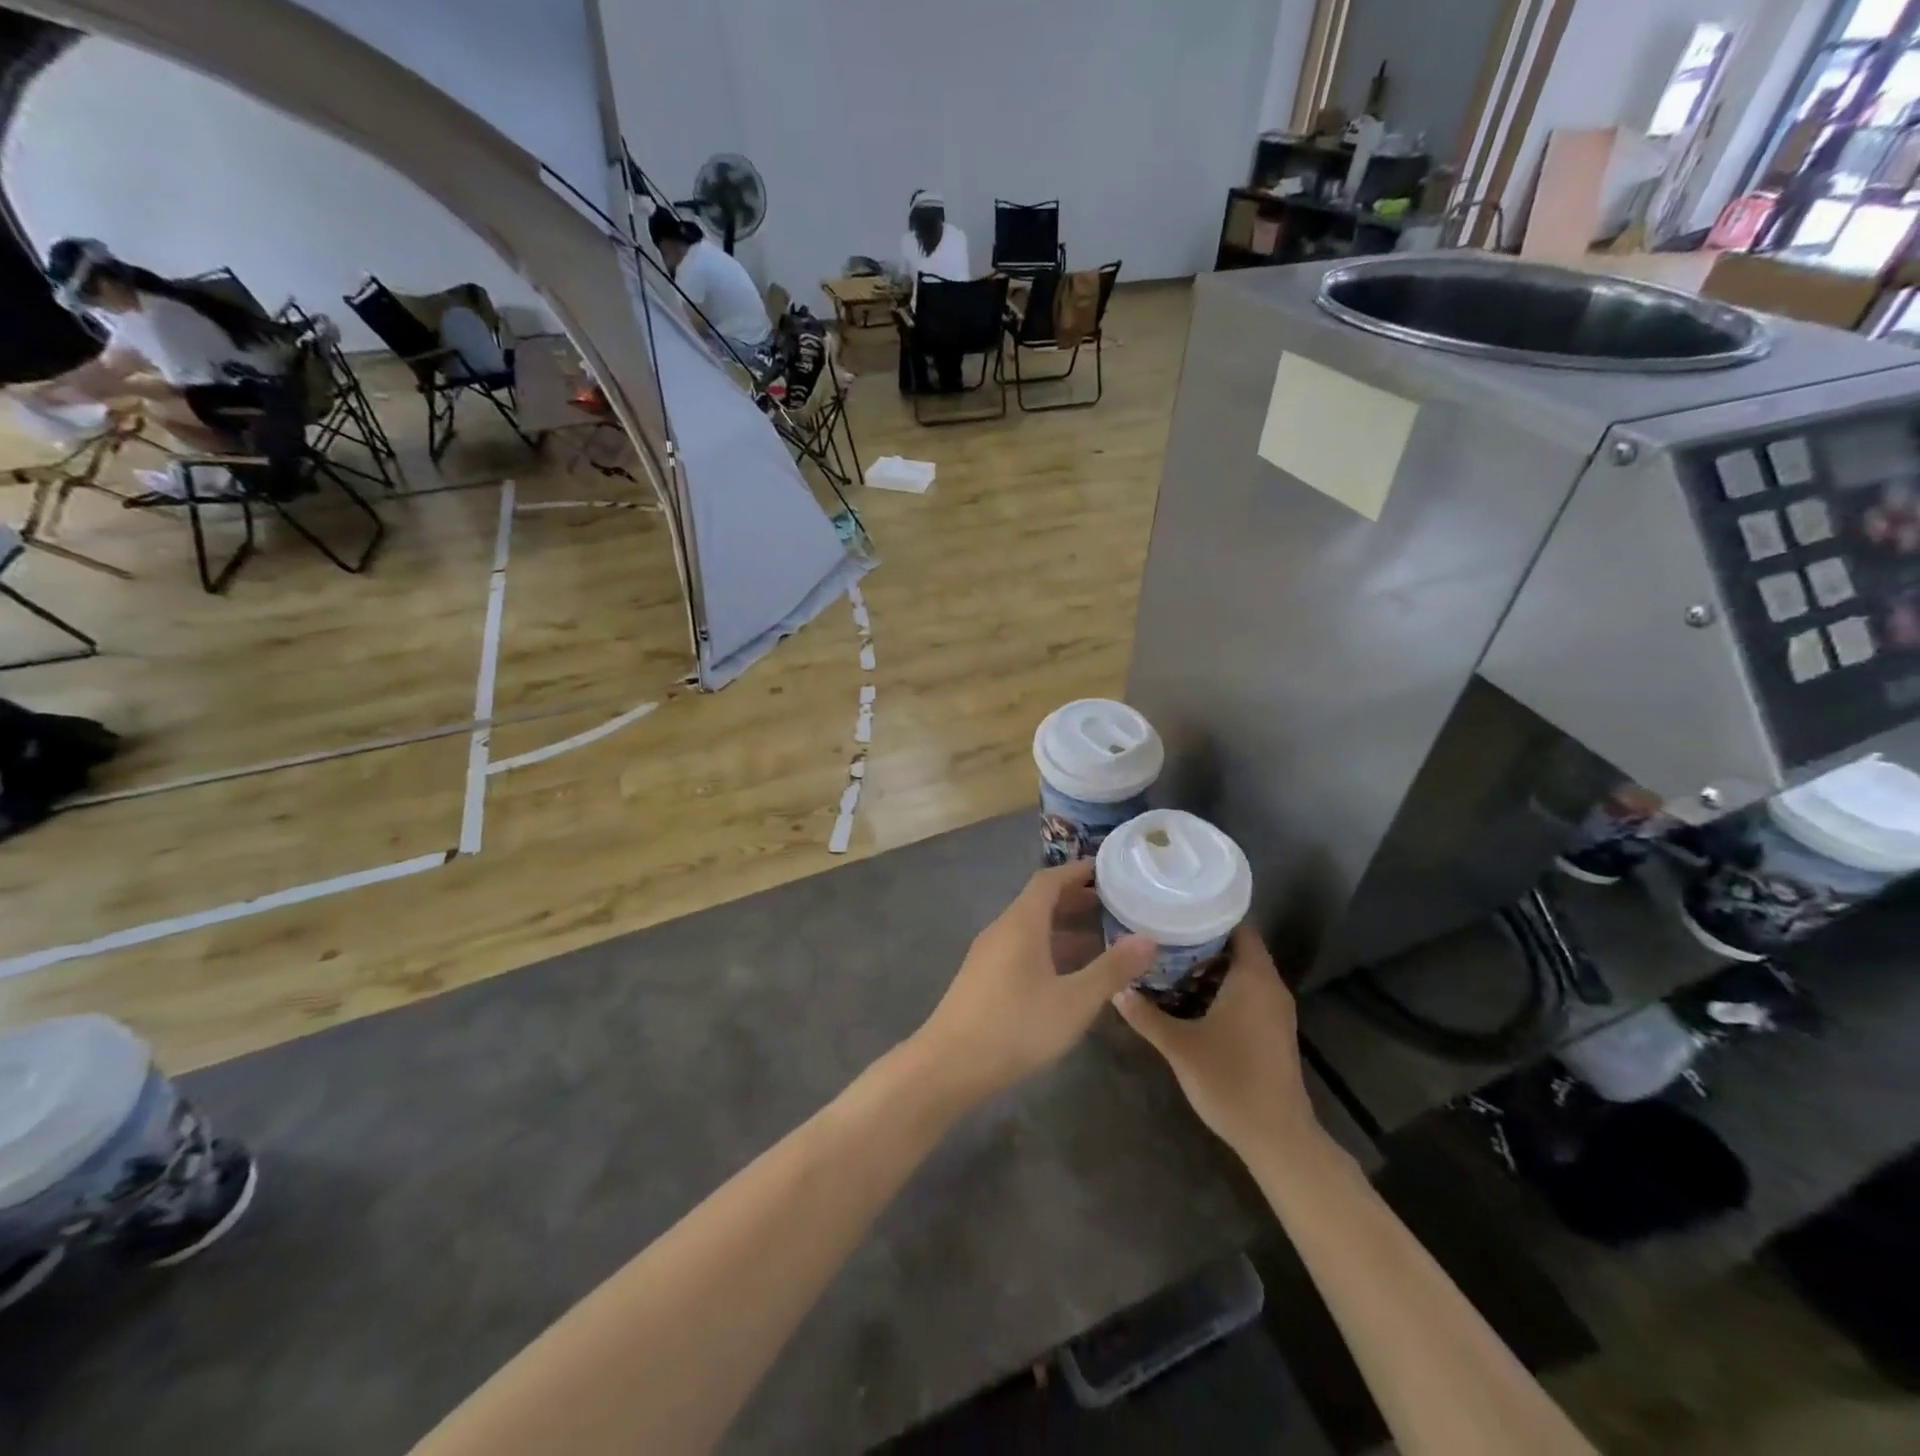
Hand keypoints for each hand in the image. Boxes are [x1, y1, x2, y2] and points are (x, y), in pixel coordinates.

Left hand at [912, 862, 1155, 1105]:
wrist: (949, 1065)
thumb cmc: (1016, 1026)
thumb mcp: (1074, 1000)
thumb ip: (1111, 969)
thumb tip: (1148, 938)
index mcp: (1021, 923)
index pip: (1049, 880)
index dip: (1078, 871)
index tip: (1109, 870)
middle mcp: (1002, 929)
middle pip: (1039, 902)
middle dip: (1076, 899)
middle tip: (1114, 904)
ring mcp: (988, 954)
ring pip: (1030, 928)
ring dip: (1063, 927)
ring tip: (1101, 937)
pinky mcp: (983, 978)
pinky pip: (1021, 948)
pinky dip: (1048, 948)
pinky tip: (1068, 974)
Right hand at [1113, 924, 1317, 1156]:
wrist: (1276, 1137)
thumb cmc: (1230, 1081)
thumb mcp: (1179, 1046)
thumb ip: (1145, 1014)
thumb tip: (1115, 987)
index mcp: (1253, 977)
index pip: (1236, 925)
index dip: (1206, 912)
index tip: (1173, 908)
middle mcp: (1269, 985)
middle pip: (1236, 946)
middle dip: (1198, 939)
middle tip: (1159, 934)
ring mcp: (1273, 1009)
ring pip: (1239, 970)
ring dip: (1206, 965)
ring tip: (1165, 960)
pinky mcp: (1271, 1028)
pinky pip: (1244, 991)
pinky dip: (1218, 986)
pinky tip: (1186, 995)